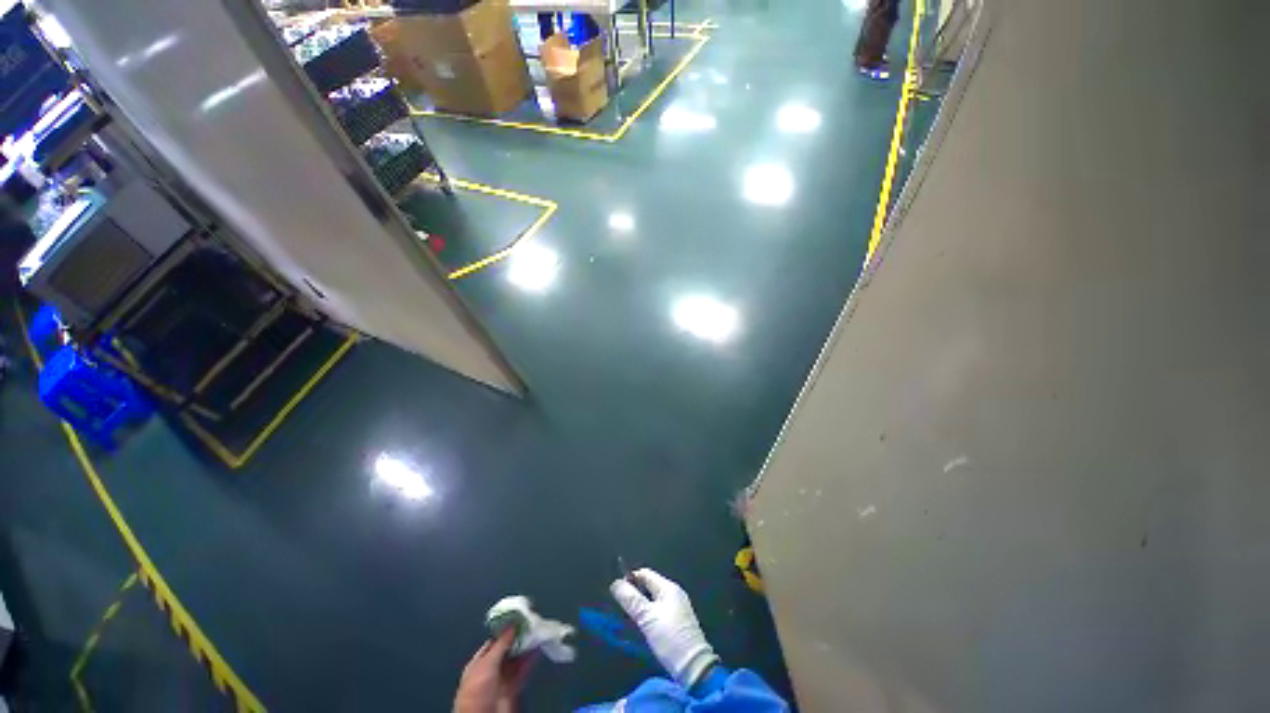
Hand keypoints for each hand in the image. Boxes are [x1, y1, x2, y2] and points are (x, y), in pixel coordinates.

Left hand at [454, 629, 536, 712]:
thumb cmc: (477, 692)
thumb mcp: (487, 665)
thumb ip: (500, 645)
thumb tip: (512, 625)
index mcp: (478, 664)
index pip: (493, 643)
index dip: (505, 631)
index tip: (518, 620)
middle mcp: (489, 671)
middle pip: (506, 651)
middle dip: (517, 639)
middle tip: (530, 625)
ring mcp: (501, 681)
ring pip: (515, 660)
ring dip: (526, 648)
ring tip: (537, 634)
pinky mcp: (512, 689)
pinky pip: (522, 671)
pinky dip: (530, 661)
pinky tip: (537, 650)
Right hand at [610, 568, 719, 687]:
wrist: (694, 667)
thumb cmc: (670, 638)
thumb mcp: (647, 618)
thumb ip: (631, 599)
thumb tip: (615, 583)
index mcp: (669, 588)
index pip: (645, 574)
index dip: (630, 579)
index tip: (617, 593)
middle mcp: (674, 594)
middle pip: (648, 587)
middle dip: (634, 596)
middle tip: (620, 608)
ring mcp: (677, 609)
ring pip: (652, 601)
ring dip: (640, 608)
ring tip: (627, 620)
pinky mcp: (677, 623)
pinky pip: (658, 613)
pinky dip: (648, 617)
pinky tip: (640, 628)